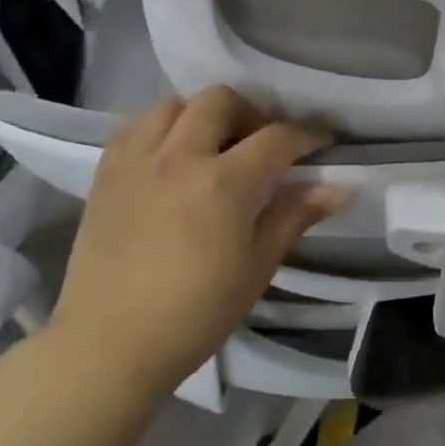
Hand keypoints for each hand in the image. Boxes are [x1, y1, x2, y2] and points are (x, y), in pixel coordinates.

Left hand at [48, 88, 346, 395]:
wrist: (108, 345)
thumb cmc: (195, 313)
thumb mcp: (257, 267)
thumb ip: (294, 216)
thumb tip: (338, 188)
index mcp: (224, 182)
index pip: (278, 137)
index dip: (308, 134)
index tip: (323, 141)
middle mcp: (180, 156)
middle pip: (221, 100)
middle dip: (251, 112)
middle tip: (261, 143)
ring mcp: (137, 161)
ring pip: (173, 104)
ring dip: (202, 114)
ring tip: (213, 146)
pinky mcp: (105, 174)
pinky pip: (134, 126)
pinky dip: (159, 128)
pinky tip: (169, 156)